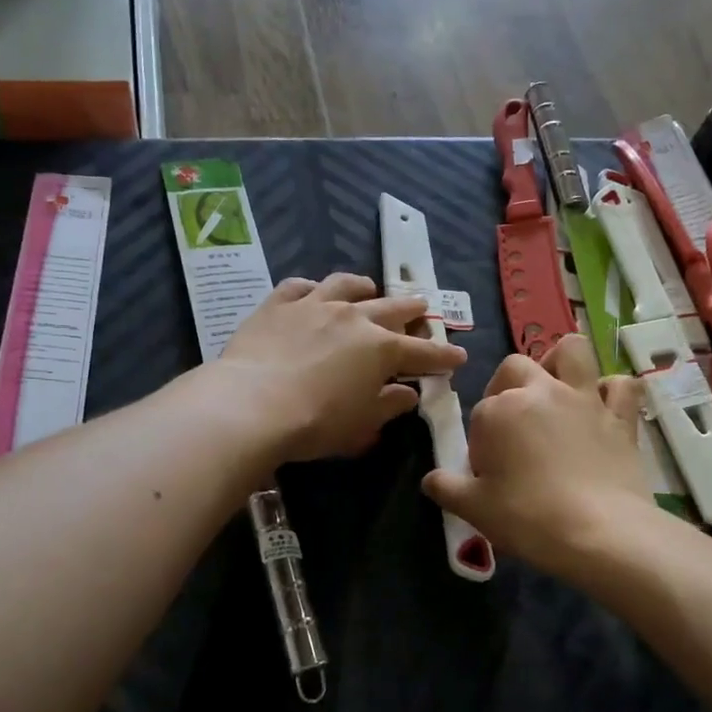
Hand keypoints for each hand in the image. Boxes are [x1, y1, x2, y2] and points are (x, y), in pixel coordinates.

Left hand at [217, 273, 466, 464]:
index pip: (422, 352)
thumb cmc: (315, 423)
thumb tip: (407, 394)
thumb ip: (388, 406)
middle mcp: (353, 318)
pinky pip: (298, 287)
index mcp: (381, 349)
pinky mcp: (278, 304)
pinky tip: (312, 291)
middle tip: (423, 308)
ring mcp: (314, 305)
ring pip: (346, 286)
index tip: (458, 356)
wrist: (252, 405)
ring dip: (364, 288)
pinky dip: (311, 289)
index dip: (443, 356)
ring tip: (370, 289)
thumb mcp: (360, 425)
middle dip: (412, 310)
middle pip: (391, 308)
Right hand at [422, 336, 651, 579]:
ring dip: (560, 363)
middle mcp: (541, 392)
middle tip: (512, 426)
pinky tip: (603, 409)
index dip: (481, 442)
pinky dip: (612, 391)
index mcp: (500, 410)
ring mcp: (585, 399)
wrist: (601, 532)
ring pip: (572, 351)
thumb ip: (447, 488)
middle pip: (515, 368)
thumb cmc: (529, 518)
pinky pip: (621, 385)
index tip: (488, 473)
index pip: (480, 414)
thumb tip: (432, 479)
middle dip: (507, 387)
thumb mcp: (474, 509)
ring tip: (555, 390)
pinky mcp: (620, 416)